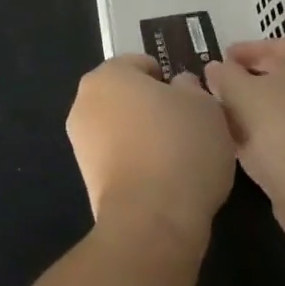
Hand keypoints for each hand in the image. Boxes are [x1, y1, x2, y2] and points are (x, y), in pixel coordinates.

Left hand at [67, 55, 236, 249]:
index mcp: (108, 75)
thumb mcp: (204, 104)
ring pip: (122, 128)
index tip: (192, 102)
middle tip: (189, 128)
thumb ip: (190, 87)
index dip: (170, 80)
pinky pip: (119, 158)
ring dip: (145, 137)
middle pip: (128, 96)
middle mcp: (85, 103)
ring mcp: (81, 143)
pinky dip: (138, 164)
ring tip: (180, 159)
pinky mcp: (86, 179)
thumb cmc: (181, 147)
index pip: (143, 65)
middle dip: (154, 108)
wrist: (152, 221)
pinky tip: (164, 181)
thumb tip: (178, 87)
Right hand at [203, 39, 284, 246]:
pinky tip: (248, 142)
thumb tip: (215, 67)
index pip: (278, 45)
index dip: (244, 51)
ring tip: (228, 115)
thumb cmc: (284, 128)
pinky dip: (276, 132)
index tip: (219, 58)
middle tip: (221, 86)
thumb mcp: (242, 94)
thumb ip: (225, 75)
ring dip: (261, 109)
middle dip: (252, 81)